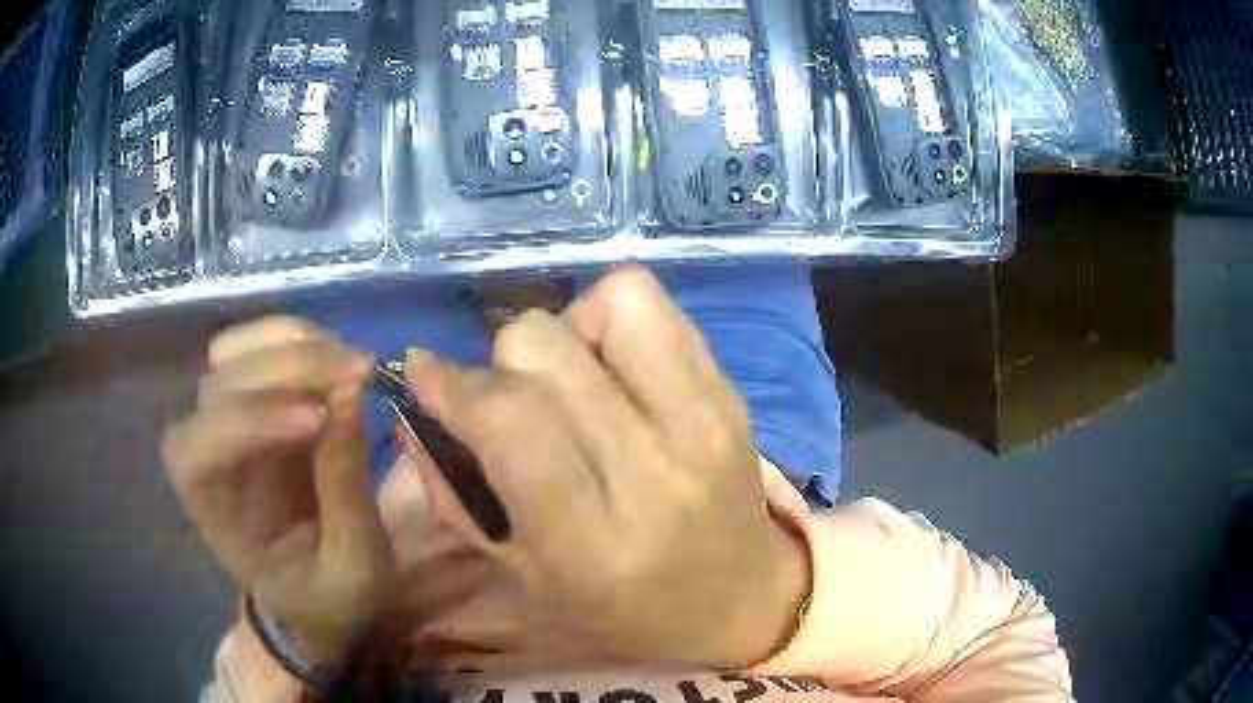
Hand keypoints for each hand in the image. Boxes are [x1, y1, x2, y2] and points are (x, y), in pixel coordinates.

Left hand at [162, 318, 394, 666]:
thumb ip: (347, 489)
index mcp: (214, 511)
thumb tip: (351, 394)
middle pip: (223, 384)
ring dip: (294, 345)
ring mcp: (223, 419)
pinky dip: (299, 339)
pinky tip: (337, 359)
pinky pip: (258, 346)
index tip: (320, 420)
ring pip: (235, 351)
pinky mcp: (249, 400)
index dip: (252, 422)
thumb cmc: (327, 592)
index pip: (202, 450)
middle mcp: (203, 454)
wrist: (312, 591)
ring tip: (354, 366)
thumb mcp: (355, 565)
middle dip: (292, 370)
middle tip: (364, 374)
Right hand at [402, 267, 809, 668]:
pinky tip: (611, 367)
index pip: (509, 421)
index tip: (424, 372)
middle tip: (508, 398)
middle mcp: (655, 471)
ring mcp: (705, 421)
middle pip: (547, 349)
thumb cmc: (623, 609)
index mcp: (594, 538)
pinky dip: (614, 319)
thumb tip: (415, 402)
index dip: (452, 383)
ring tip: (569, 375)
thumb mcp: (526, 577)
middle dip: (502, 361)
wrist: (739, 599)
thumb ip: (456, 491)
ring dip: (566, 328)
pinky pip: (658, 307)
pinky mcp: (731, 392)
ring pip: (611, 304)